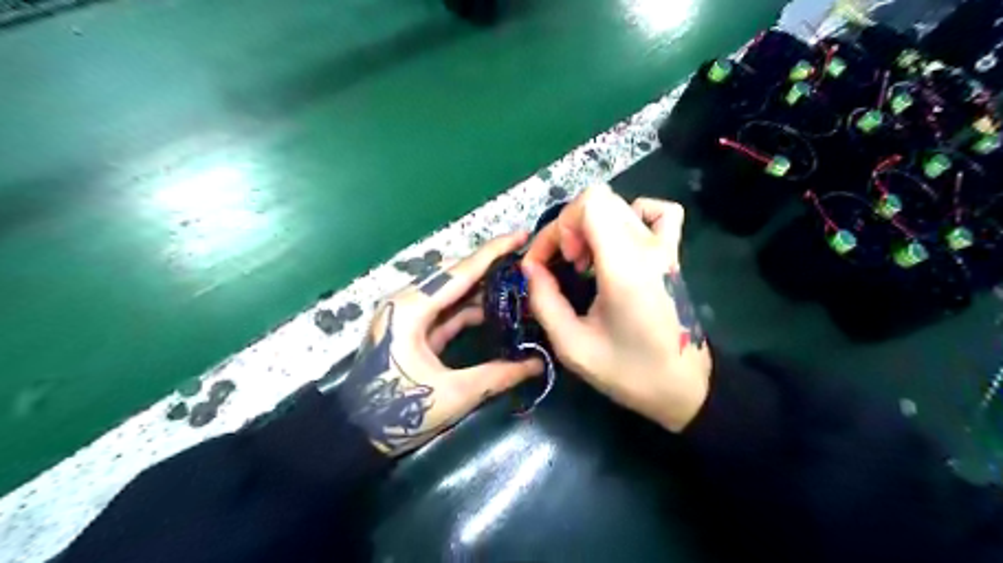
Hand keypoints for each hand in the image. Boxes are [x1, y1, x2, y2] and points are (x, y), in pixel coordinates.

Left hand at [334, 234, 541, 456]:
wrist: (354, 434)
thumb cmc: (397, 412)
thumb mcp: (453, 395)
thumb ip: (498, 375)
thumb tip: (538, 364)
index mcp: (412, 308)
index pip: (460, 271)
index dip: (494, 252)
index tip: (523, 235)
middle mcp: (408, 301)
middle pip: (456, 275)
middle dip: (492, 267)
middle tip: (528, 263)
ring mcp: (408, 313)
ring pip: (453, 291)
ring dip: (484, 289)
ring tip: (519, 286)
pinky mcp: (412, 326)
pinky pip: (447, 309)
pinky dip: (471, 308)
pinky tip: (497, 310)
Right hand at [521, 184, 707, 429]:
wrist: (685, 387)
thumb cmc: (629, 371)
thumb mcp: (573, 346)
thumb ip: (545, 301)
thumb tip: (530, 268)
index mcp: (625, 267)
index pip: (589, 205)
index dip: (557, 227)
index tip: (546, 264)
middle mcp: (648, 247)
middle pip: (599, 199)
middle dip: (568, 227)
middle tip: (565, 265)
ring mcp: (666, 248)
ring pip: (620, 203)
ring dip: (593, 224)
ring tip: (587, 259)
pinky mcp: (673, 254)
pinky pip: (658, 213)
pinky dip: (631, 217)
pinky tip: (620, 244)